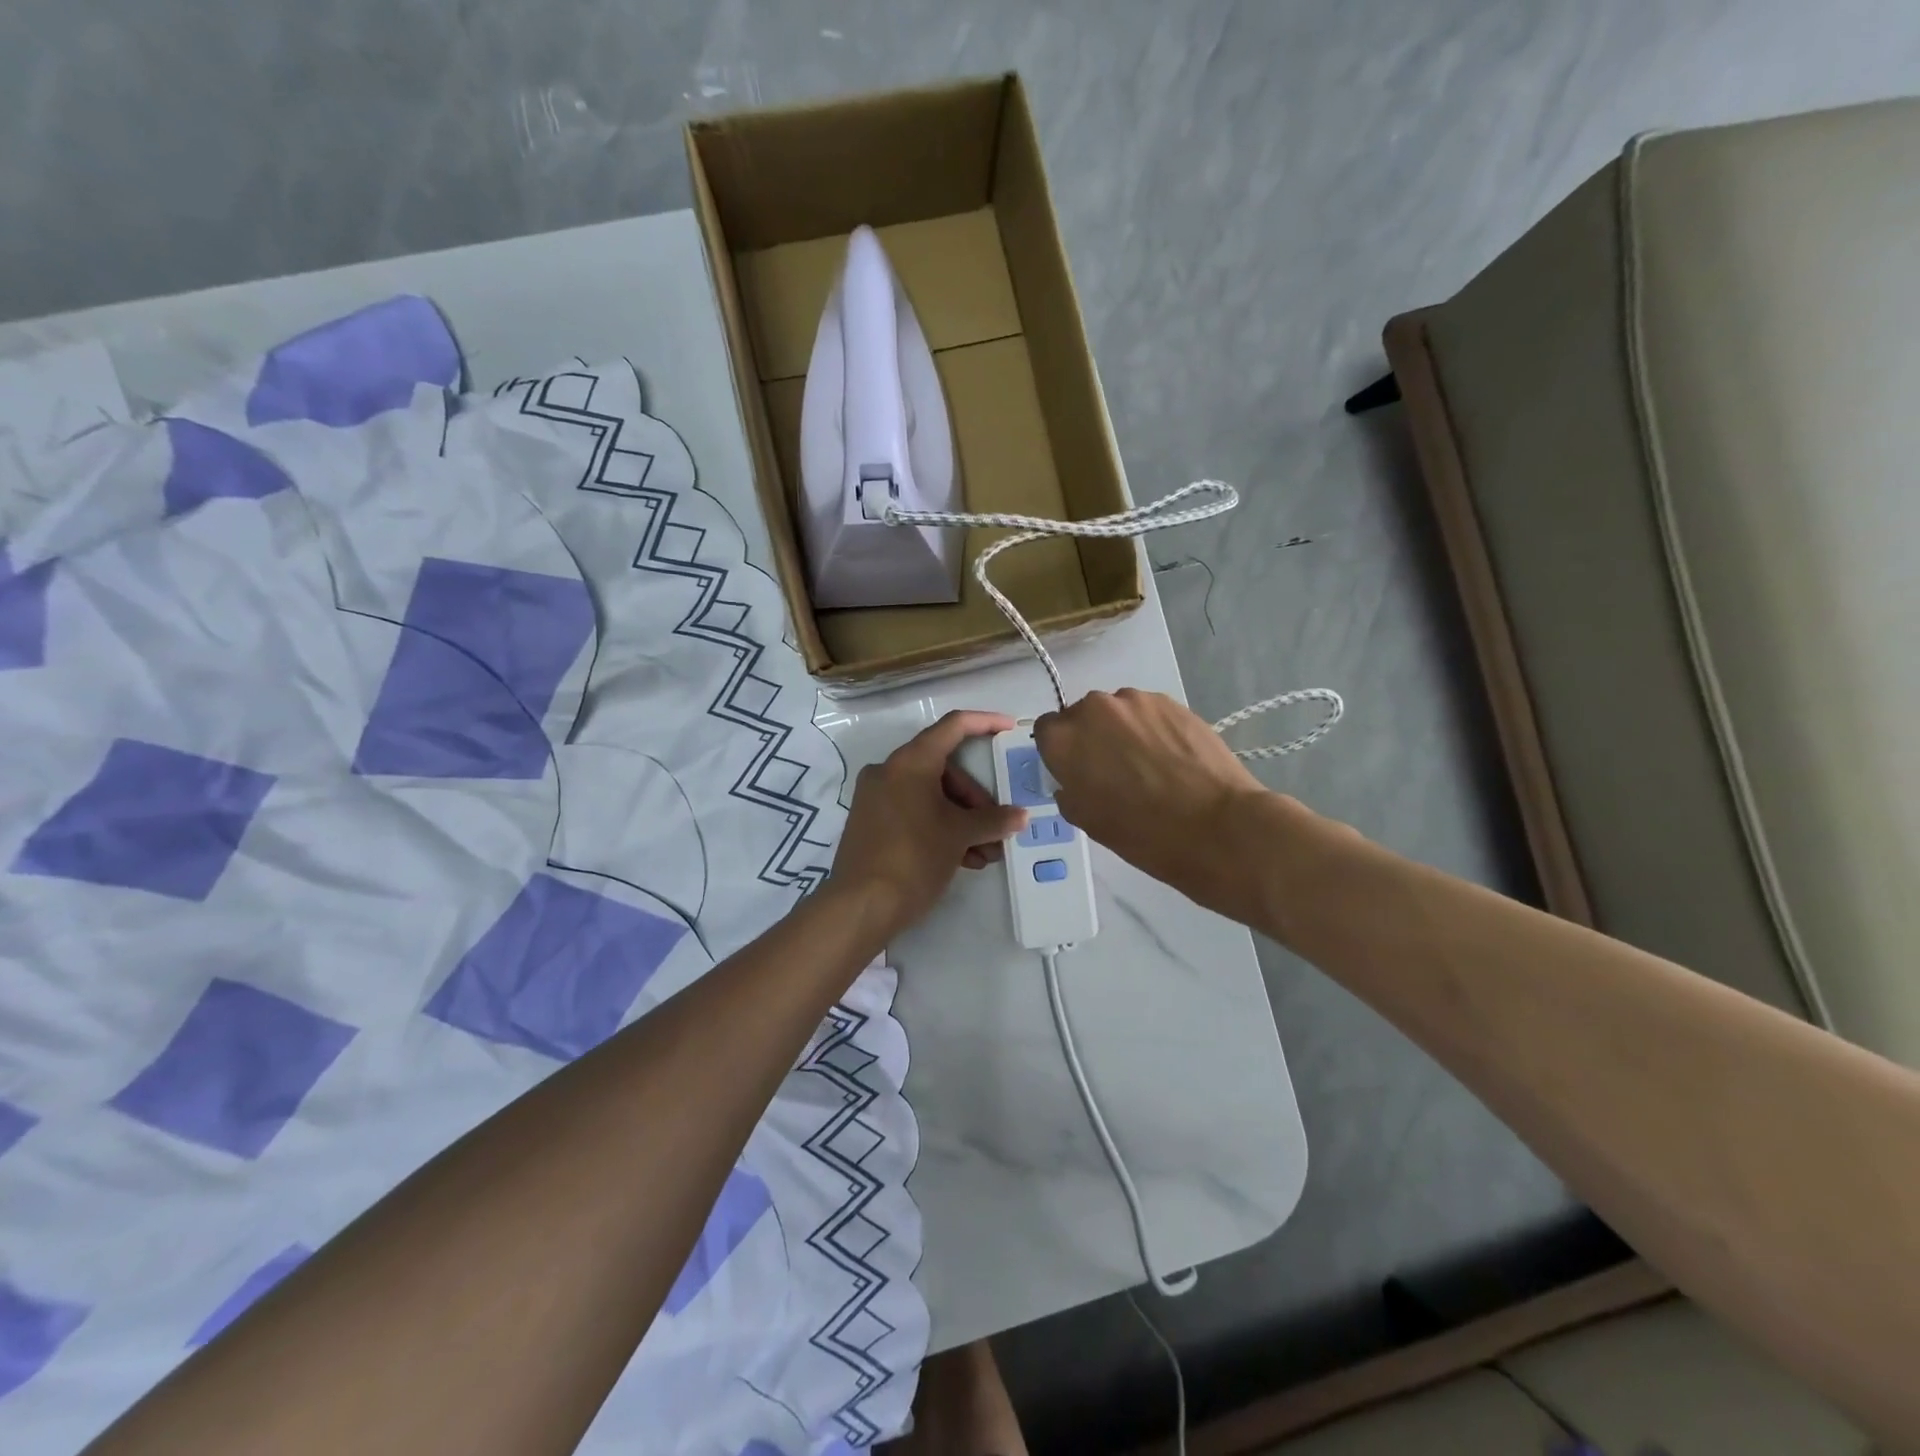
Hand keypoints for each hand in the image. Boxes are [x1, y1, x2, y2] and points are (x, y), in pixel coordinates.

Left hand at [826, 711, 1027, 944]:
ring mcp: (876, 797)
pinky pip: (914, 812)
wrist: (861, 906)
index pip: (953, 726)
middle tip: (997, 828)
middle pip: (945, 770)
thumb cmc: (915, 857)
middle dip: (976, 799)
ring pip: (931, 796)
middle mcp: (889, 771)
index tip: (1010, 728)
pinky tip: (963, 860)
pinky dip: (940, 828)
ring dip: (962, 820)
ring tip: (986, 854)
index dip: (985, 723)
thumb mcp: (960, 836)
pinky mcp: (871, 822)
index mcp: (910, 762)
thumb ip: (993, 820)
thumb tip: (1020, 817)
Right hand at [1034, 689, 1271, 910]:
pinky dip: (1152, 730)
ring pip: (1117, 712)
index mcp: (1063, 739)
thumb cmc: (1144, 833)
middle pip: (1081, 716)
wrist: (1217, 826)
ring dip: (1123, 731)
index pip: (1045, 731)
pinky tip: (1171, 758)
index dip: (1059, 752)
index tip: (1076, 772)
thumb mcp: (1089, 822)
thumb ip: (1070, 790)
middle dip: (1091, 738)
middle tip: (1113, 771)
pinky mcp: (1171, 702)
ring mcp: (1136, 701)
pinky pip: (1148, 712)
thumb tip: (1074, 779)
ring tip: (1148, 765)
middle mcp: (1094, 709)